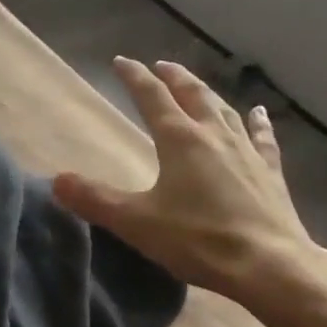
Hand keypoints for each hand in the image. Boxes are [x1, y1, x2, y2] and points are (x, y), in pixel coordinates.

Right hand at [54, 58, 326, 307]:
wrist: (268, 264)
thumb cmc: (198, 240)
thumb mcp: (137, 223)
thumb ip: (96, 200)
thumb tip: (57, 180)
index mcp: (179, 140)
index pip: (151, 97)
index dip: (134, 77)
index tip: (121, 62)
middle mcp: (213, 134)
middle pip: (191, 94)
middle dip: (173, 77)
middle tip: (161, 65)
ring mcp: (246, 151)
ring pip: (224, 110)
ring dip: (207, 93)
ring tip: (196, 84)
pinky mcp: (269, 171)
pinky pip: (262, 138)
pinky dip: (258, 122)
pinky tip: (259, 112)